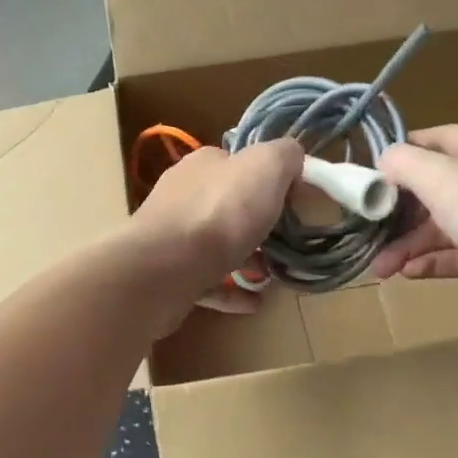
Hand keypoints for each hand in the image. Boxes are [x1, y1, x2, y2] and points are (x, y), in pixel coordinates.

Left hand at [126, 139, 303, 314]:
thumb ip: (283, 155)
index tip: (292, 201)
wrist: (165, 269)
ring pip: (216, 243)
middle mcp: (183, 195)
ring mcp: (171, 236)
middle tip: (285, 242)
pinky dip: (231, 290)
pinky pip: (206, 281)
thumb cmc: (220, 213)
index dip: (267, 179)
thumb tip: (290, 158)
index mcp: (203, 164)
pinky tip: (253, 302)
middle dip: (257, 222)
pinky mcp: (167, 274)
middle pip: (227, 204)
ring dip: (246, 257)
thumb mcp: (265, 166)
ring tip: (270, 275)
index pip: (238, 163)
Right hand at [372, 126, 457, 347]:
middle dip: (397, 211)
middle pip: (434, 189)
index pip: (434, 141)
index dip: (397, 157)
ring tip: (379, 267)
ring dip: (408, 243)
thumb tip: (383, 162)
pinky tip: (406, 274)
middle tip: (364, 231)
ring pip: (443, 227)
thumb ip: (407, 164)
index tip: (362, 179)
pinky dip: (431, 262)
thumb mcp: (448, 180)